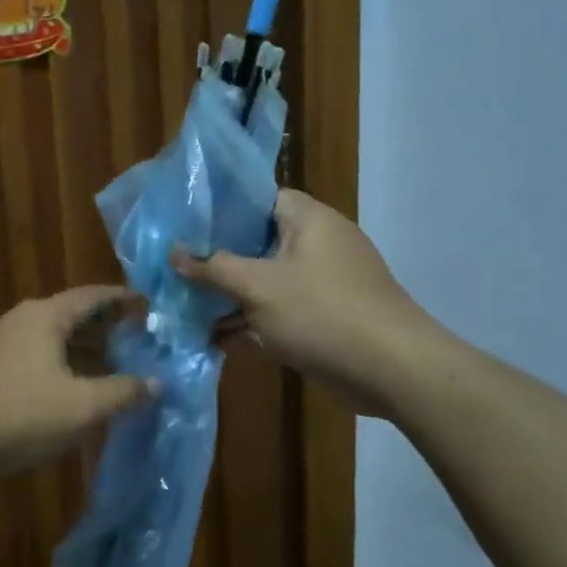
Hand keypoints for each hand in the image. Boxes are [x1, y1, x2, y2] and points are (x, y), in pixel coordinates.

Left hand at [0, 287, 152, 479]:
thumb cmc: (16, 412)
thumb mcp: (81, 407)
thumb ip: (123, 393)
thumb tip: (158, 384)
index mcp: (46, 316)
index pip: (94, 295)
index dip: (124, 299)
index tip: (149, 307)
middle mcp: (21, 321)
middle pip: (72, 316)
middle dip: (106, 329)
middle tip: (136, 343)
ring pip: (52, 340)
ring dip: (82, 352)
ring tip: (109, 370)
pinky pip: (34, 359)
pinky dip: (60, 369)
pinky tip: (68, 394)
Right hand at [173, 190, 436, 416]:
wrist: (392, 370)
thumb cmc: (322, 313)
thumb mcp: (258, 287)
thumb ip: (214, 268)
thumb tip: (175, 253)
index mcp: (307, 219)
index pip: (258, 197)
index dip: (220, 207)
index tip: (183, 222)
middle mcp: (317, 242)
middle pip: (257, 240)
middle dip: (217, 256)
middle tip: (175, 265)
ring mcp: (323, 280)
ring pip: (266, 278)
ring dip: (231, 293)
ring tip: (184, 303)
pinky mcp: (326, 314)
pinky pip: (281, 308)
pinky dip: (254, 319)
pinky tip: (216, 337)